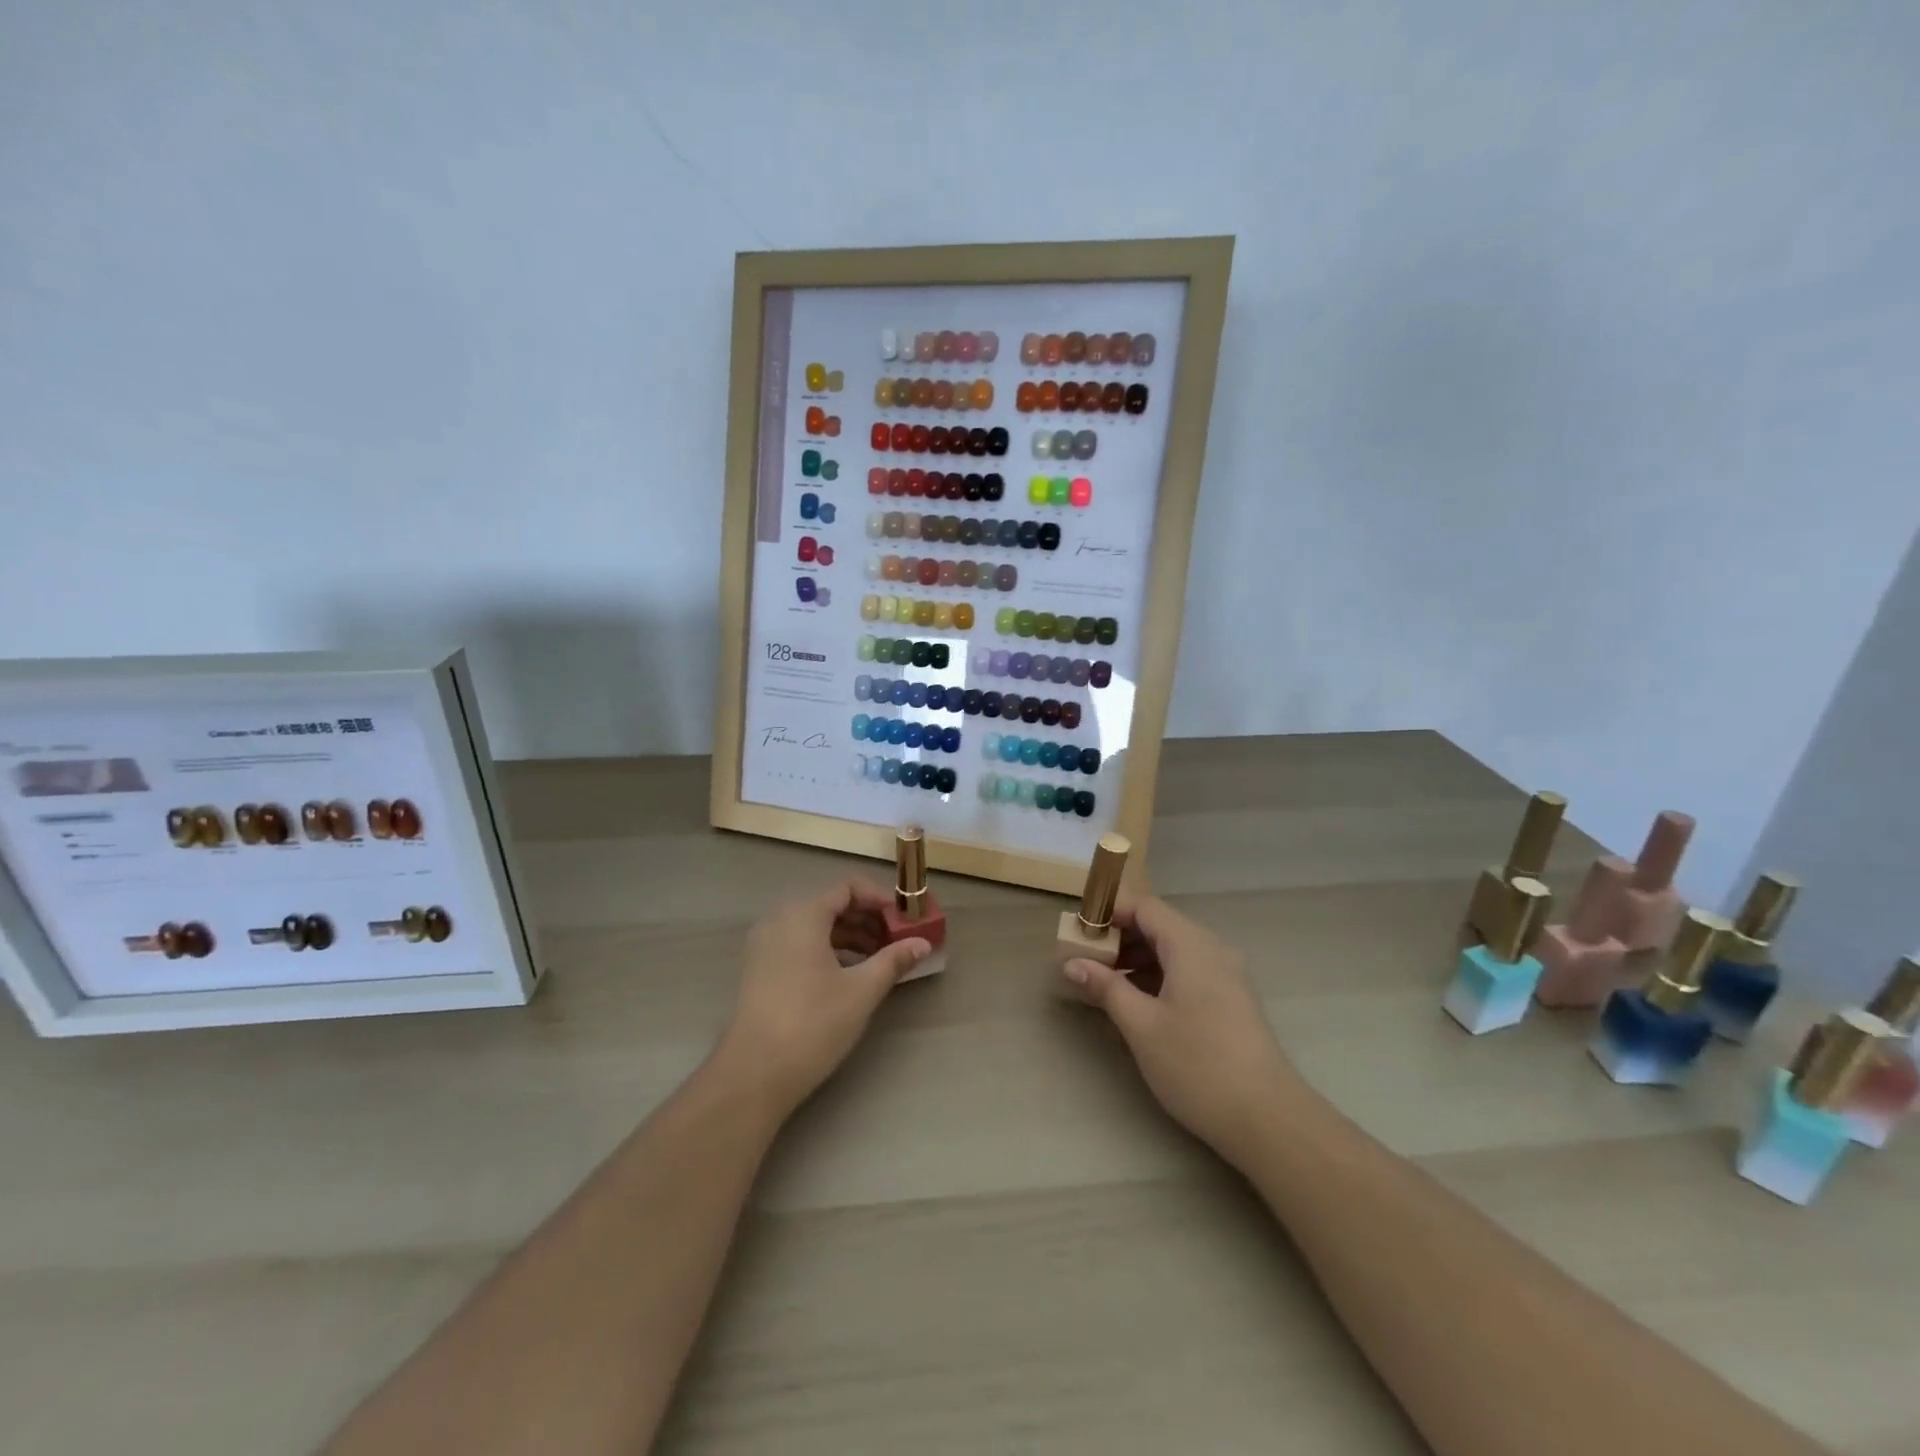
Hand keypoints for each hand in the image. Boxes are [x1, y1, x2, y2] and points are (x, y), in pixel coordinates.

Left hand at [714, 878, 930, 1116]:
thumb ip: (893, 960)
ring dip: (849, 935)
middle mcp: (779, 919)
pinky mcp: (760, 967)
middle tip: (897, 940)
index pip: (847, 887)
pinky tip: (849, 974)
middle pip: (831, 904)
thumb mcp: (861, 991)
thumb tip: (922, 943)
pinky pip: (799, 943)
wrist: (754, 1073)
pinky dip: (827, 949)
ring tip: (879, 959)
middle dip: (867, 918)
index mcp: (802, 914)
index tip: (904, 919)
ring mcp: (765, 944)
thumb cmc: (812, 1023)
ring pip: (815, 925)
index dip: (879, 898)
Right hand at [1062, 896, 1296, 1162]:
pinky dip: (1158, 976)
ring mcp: (1226, 975)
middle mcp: (1212, 949)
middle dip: (1119, 937)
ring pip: (1173, 950)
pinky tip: (1136, 1003)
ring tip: (1103, 983)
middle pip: (1159, 925)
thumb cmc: (1197, 1064)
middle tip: (1084, 958)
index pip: (1145, 906)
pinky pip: (1187, 970)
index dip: (1109, 911)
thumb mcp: (1141, 1026)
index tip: (1078, 930)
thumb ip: (1106, 987)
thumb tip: (1072, 963)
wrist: (1267, 1119)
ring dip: (1136, 958)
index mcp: (1190, 945)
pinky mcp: (1231, 999)